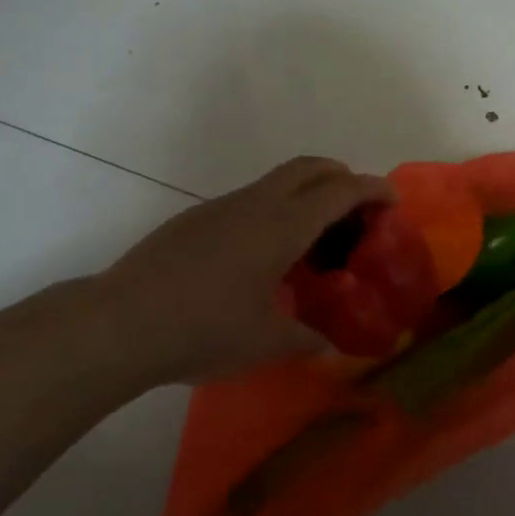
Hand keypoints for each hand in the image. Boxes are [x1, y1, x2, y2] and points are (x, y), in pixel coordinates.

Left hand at [92, 157, 395, 383]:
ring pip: (276, 181)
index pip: (340, 191)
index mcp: (282, 225)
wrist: (121, 323)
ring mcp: (222, 207)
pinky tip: (263, 255)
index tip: (393, 199)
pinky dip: (274, 209)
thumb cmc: (204, 329)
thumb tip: (329, 348)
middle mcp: (256, 204)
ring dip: (305, 193)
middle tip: (357, 208)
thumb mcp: (265, 342)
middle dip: (340, 176)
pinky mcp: (196, 219)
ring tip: (313, 237)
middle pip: (309, 167)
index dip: (372, 189)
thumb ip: (305, 340)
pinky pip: (250, 200)